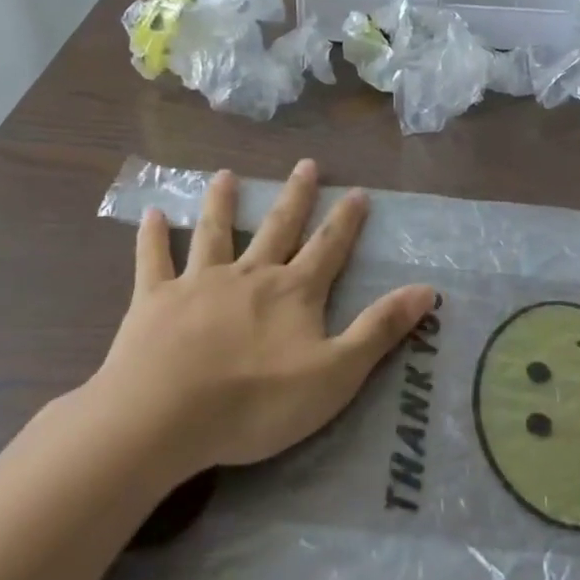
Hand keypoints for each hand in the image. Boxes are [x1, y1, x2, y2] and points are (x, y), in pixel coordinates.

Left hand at [81, 159, 435, 477]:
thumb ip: (379, 329)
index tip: (358, 190)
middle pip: (277, 228)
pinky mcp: (155, 301)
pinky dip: (153, 237)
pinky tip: (152, 214)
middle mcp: (249, 275)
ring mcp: (199, 284)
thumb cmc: (258, 402)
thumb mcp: (336, 373)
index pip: (328, 247)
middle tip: (306, 164)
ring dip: (222, 204)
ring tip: (225, 175)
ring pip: (215, 234)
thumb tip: (427, 289)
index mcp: (293, 293)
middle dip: (295, 197)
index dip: (346, 220)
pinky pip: (155, 261)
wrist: (166, 416)